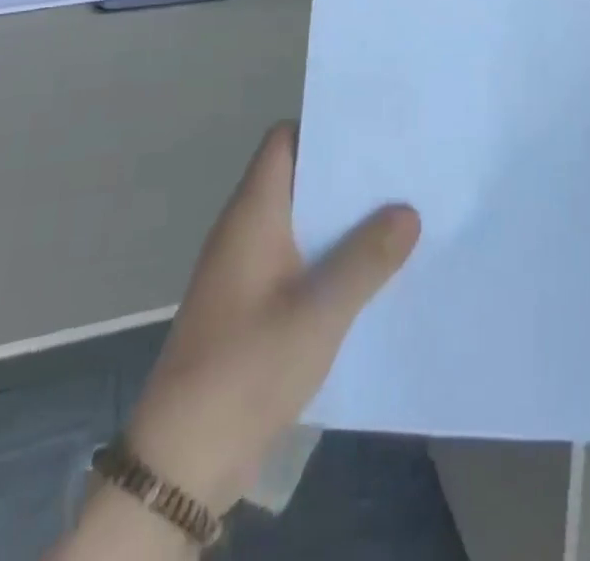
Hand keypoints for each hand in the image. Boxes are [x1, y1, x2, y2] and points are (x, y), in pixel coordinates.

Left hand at [124, 124, 420, 514]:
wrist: (182, 460)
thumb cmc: (247, 367)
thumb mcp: (319, 312)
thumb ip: (366, 259)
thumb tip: (408, 210)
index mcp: (253, 212)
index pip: (284, 140)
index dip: (325, 129)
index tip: (373, 132)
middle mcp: (245, 228)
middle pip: (297, 178)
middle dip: (345, 176)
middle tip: (400, 173)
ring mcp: (244, 267)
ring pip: (299, 221)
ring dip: (340, 220)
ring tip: (397, 216)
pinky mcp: (250, 303)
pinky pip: (295, 258)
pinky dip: (327, 255)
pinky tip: (367, 273)